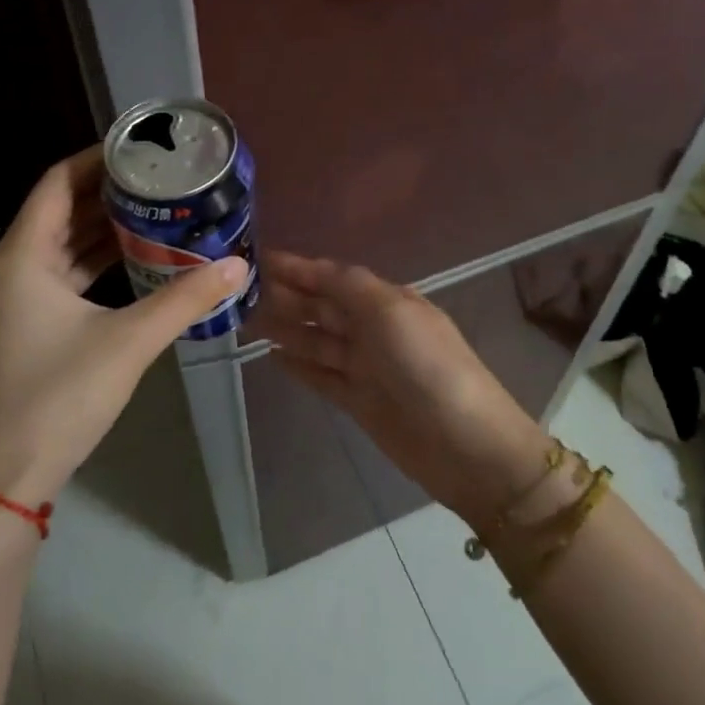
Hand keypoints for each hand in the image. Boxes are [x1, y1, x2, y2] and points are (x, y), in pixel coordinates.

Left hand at [0, 147, 248, 508]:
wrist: (11, 472)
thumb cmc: (62, 396)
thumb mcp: (129, 341)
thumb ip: (185, 299)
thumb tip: (236, 266)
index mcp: (21, 257)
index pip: (57, 183)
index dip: (95, 160)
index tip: (138, 149)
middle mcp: (10, 267)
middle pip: (58, 210)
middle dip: (106, 192)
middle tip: (157, 178)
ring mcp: (15, 297)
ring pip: (61, 244)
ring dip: (102, 227)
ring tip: (154, 208)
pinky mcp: (26, 322)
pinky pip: (62, 273)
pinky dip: (95, 260)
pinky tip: (136, 257)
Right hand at [263, 251, 551, 527]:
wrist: (465, 446)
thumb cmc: (428, 367)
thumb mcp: (390, 312)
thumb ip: (348, 286)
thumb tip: (313, 267)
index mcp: (386, 301)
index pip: (333, 277)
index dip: (297, 268)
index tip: (258, 259)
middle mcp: (374, 329)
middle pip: (322, 306)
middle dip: (286, 295)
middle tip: (240, 290)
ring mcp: (366, 367)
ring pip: (316, 340)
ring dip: (284, 327)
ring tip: (245, 319)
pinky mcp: (358, 401)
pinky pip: (320, 375)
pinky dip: (298, 364)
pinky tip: (271, 355)